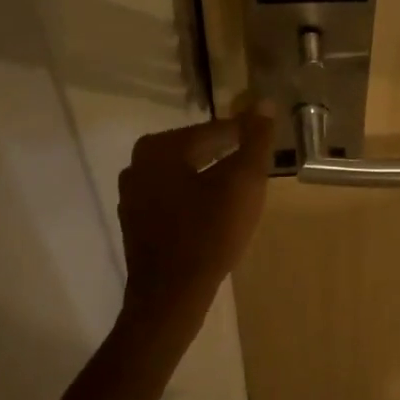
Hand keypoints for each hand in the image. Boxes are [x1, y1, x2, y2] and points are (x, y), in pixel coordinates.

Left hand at [117, 104, 274, 333]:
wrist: (171, 297)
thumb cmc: (209, 233)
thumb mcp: (243, 182)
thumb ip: (256, 140)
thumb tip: (264, 103)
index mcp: (160, 147)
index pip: (215, 130)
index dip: (246, 135)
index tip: (267, 143)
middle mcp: (138, 164)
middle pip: (196, 150)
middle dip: (228, 155)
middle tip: (258, 167)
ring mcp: (132, 196)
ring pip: (184, 175)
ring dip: (212, 177)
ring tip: (242, 190)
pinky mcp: (136, 223)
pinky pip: (174, 198)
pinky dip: (196, 199)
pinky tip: (216, 214)